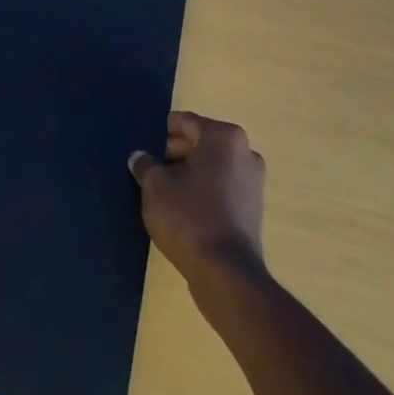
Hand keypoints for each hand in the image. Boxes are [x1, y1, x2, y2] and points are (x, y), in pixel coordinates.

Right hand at [129, 112, 266, 285]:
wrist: (225, 272)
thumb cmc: (188, 216)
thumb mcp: (154, 186)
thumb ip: (145, 164)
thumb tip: (140, 157)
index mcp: (223, 137)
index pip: (184, 122)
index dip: (160, 133)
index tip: (143, 149)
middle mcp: (245, 152)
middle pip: (200, 142)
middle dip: (174, 153)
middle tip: (150, 171)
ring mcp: (253, 181)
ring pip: (211, 166)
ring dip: (188, 173)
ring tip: (163, 192)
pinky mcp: (252, 207)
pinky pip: (221, 187)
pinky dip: (203, 191)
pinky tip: (183, 209)